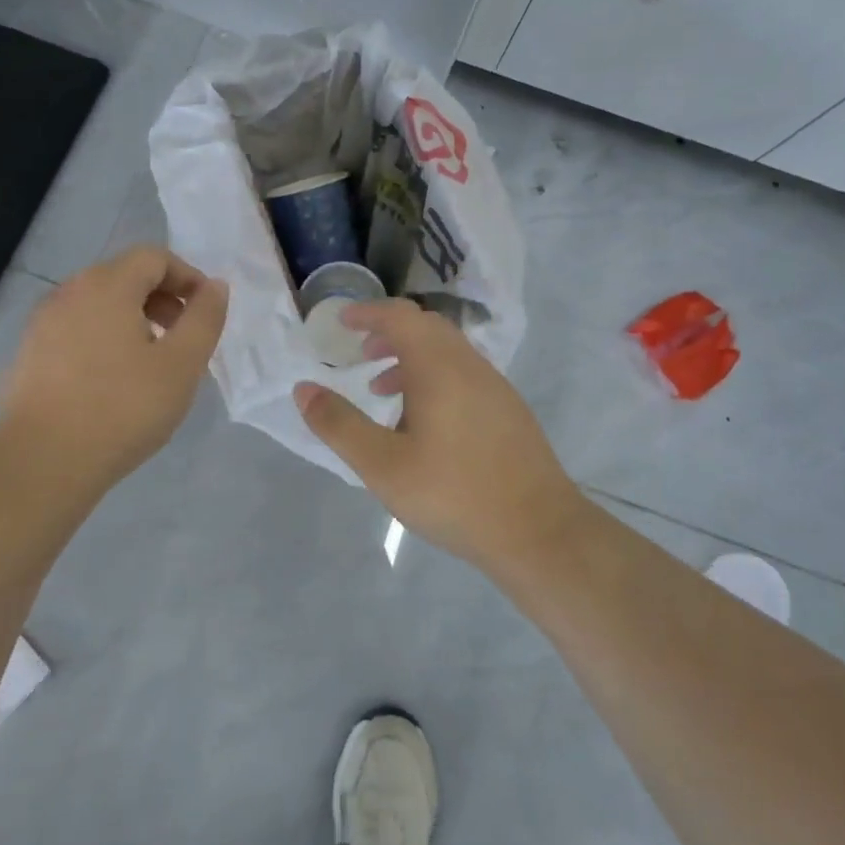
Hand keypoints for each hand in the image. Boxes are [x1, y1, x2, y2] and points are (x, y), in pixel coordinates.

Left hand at [0, 246, 228, 490]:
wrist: (41, 462)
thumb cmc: (121, 408)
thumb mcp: (181, 364)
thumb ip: (204, 318)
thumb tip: (214, 286)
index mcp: (107, 285)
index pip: (154, 257)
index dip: (187, 277)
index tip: (205, 312)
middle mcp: (69, 292)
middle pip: (124, 276)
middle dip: (161, 298)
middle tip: (183, 337)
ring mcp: (42, 323)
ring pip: (98, 304)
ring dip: (133, 319)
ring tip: (151, 362)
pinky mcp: (28, 354)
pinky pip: (76, 330)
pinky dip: (103, 339)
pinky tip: (112, 382)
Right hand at [294, 299, 583, 569]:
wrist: (539, 532)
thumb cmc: (454, 494)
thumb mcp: (383, 465)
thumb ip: (339, 424)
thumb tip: (304, 389)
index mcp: (438, 367)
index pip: (400, 316)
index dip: (368, 313)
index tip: (342, 323)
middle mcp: (470, 365)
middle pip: (426, 328)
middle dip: (389, 333)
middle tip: (361, 354)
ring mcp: (495, 387)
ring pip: (447, 352)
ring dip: (412, 358)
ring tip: (384, 390)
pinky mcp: (509, 411)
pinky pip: (464, 374)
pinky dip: (435, 377)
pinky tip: (424, 423)